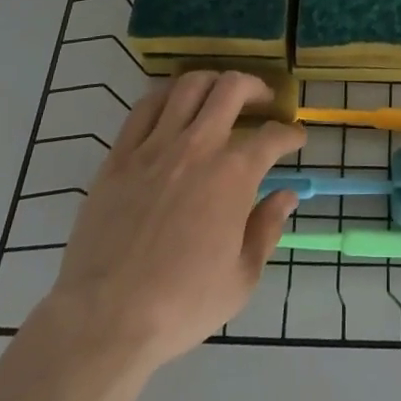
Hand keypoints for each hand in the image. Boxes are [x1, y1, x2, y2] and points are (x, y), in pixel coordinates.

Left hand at [40, 71, 305, 372]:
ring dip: (213, 81)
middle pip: (232, 89)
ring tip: (220, 93)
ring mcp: (156, 145)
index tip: (296, 138)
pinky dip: (167, 94)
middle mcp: (198, 146)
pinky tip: (174, 104)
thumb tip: (286, 195)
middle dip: (256, 88)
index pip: (271, 136)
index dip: (290, 134)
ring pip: (189, 85)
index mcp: (233, 175)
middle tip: (263, 101)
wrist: (105, 319)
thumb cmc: (181, 305)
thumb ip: (267, 229)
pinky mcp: (121, 154)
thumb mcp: (241, 279)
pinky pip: (146, 106)